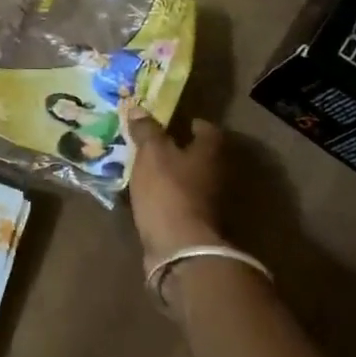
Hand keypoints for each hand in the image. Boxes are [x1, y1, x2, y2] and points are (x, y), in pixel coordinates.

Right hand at [123, 104, 226, 265]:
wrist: (180, 248)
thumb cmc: (169, 191)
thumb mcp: (152, 153)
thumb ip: (147, 131)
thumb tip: (139, 109)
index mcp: (210, 152)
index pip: (209, 130)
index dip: (194, 124)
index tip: (178, 122)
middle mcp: (217, 175)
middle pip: (201, 156)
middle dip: (181, 150)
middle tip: (156, 144)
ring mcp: (209, 203)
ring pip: (191, 181)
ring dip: (174, 175)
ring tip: (147, 170)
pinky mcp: (195, 225)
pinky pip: (180, 202)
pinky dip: (168, 197)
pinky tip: (149, 196)